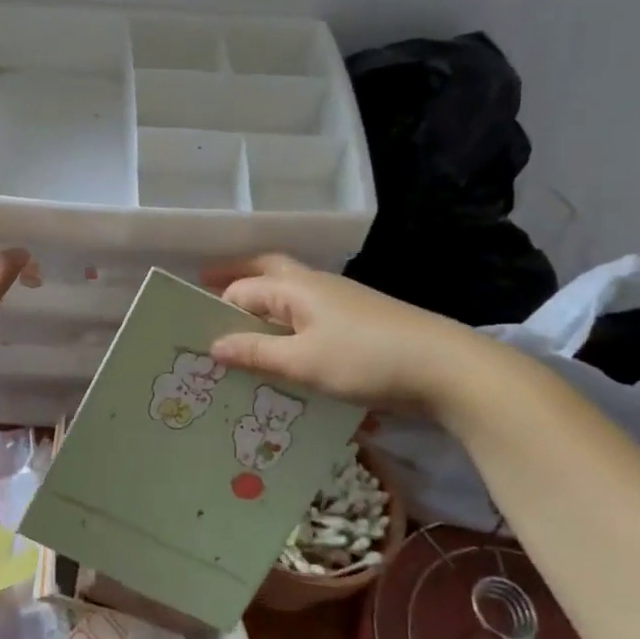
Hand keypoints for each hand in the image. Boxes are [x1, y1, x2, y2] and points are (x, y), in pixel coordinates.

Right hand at [202, 254, 486, 417]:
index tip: (193, 327)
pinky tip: (288, 351)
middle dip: (237, 277)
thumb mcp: (304, 361)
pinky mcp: (360, 323)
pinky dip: (289, 326)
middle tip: (207, 287)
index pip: (243, 289)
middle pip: (267, 271)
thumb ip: (257, 353)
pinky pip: (310, 317)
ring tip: (241, 330)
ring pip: (290, 295)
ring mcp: (341, 302)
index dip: (216, 306)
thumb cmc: (366, 358)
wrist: (447, 368)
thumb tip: (213, 345)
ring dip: (263, 305)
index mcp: (296, 287)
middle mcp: (316, 285)